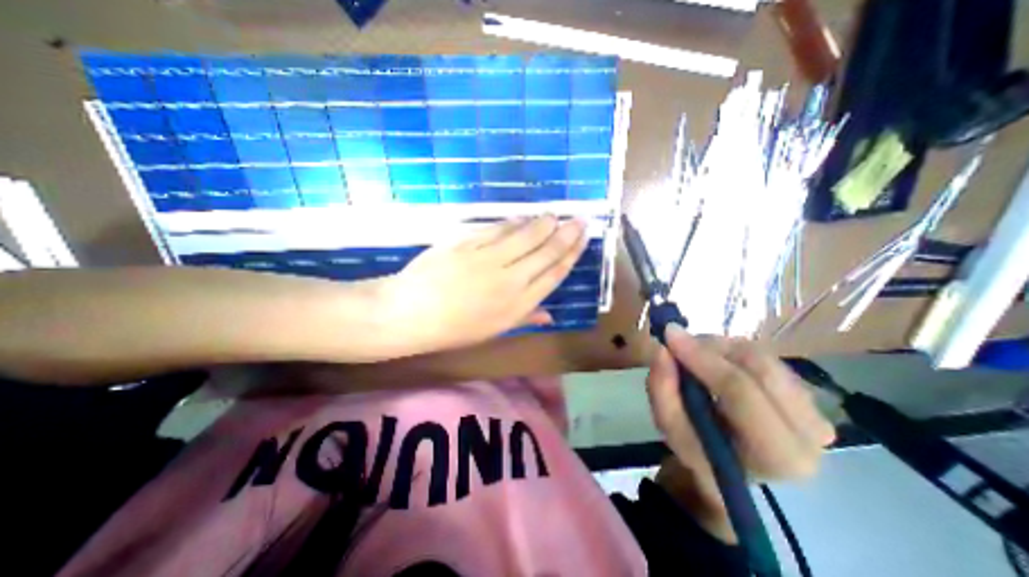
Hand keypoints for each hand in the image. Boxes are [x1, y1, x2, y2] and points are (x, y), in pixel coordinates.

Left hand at [377, 217, 585, 356]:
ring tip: (554, 215)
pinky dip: (514, 222)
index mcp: (518, 306)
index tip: (581, 240)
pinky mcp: (468, 244)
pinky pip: (498, 230)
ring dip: (543, 224)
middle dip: (566, 234)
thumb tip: (550, 315)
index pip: (554, 274)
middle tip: (579, 220)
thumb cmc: (452, 329)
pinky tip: (523, 217)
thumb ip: (525, 318)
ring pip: (526, 236)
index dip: (571, 255)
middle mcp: (510, 280)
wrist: (410, 314)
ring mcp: (489, 260)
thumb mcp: (493, 331)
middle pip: (546, 252)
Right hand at [650, 329, 834, 541]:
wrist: (738, 468)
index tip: (669, 335)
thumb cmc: (702, 454)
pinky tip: (715, 362)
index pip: (739, 390)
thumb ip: (662, 390)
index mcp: (777, 454)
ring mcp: (816, 410)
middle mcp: (810, 431)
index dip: (701, 357)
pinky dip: (732, 352)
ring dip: (720, 348)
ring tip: (694, 356)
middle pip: (757, 365)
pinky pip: (765, 357)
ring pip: (761, 356)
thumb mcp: (672, 430)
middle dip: (710, 347)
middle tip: (679, 344)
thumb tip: (661, 349)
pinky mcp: (809, 394)